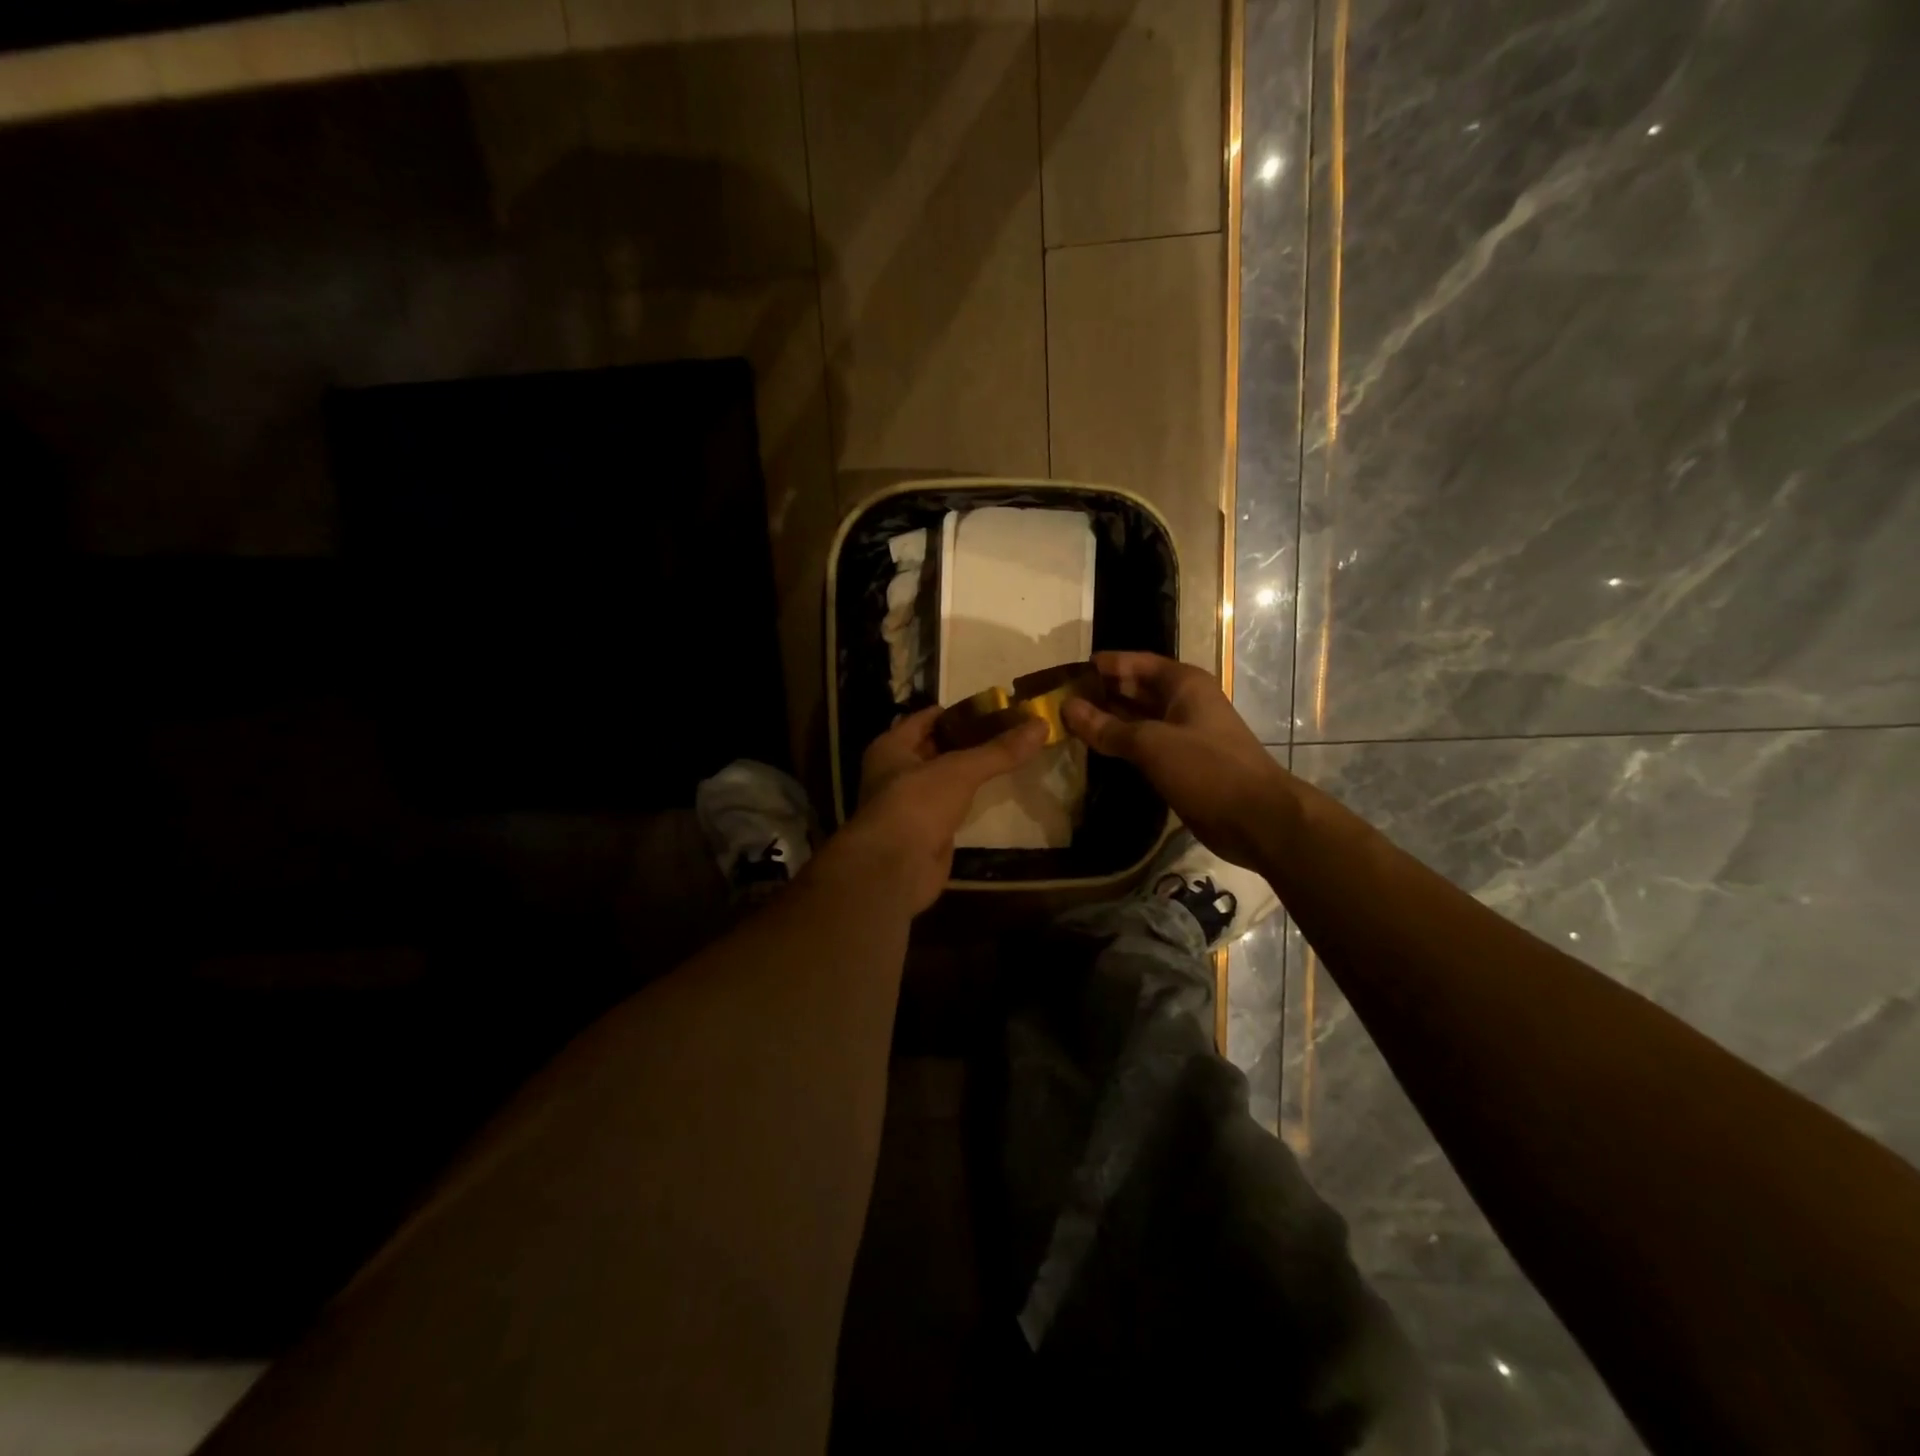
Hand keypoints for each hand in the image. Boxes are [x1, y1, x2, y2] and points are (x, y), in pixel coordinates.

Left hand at [831, 705, 1048, 911]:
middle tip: (1008, 732)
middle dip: (968, 741)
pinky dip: (969, 801)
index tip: (993, 707)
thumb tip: (1041, 724)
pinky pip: (950, 807)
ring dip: (969, 772)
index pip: (926, 718)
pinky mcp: (924, 833)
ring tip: (1008, 758)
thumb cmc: (917, 803)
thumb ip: (999, 750)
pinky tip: (994, 794)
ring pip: (944, 780)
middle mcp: (895, 772)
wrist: (895, 868)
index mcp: (891, 747)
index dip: (958, 711)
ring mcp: (909, 805)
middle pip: (936, 748)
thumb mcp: (960, 770)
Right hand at [1063, 651, 1291, 868]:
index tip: (1068, 671)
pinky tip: (1096, 749)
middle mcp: (1185, 702)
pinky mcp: (1183, 763)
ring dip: (1109, 720)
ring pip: (1139, 719)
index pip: (1136, 663)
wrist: (1256, 818)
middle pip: (1136, 689)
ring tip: (1069, 723)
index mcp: (1184, 684)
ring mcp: (1185, 734)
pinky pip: (1145, 745)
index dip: (1105, 665)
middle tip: (1060, 699)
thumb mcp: (1151, 744)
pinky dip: (1122, 744)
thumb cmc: (1207, 768)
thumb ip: (1106, 727)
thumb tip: (1067, 707)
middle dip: (1102, 692)